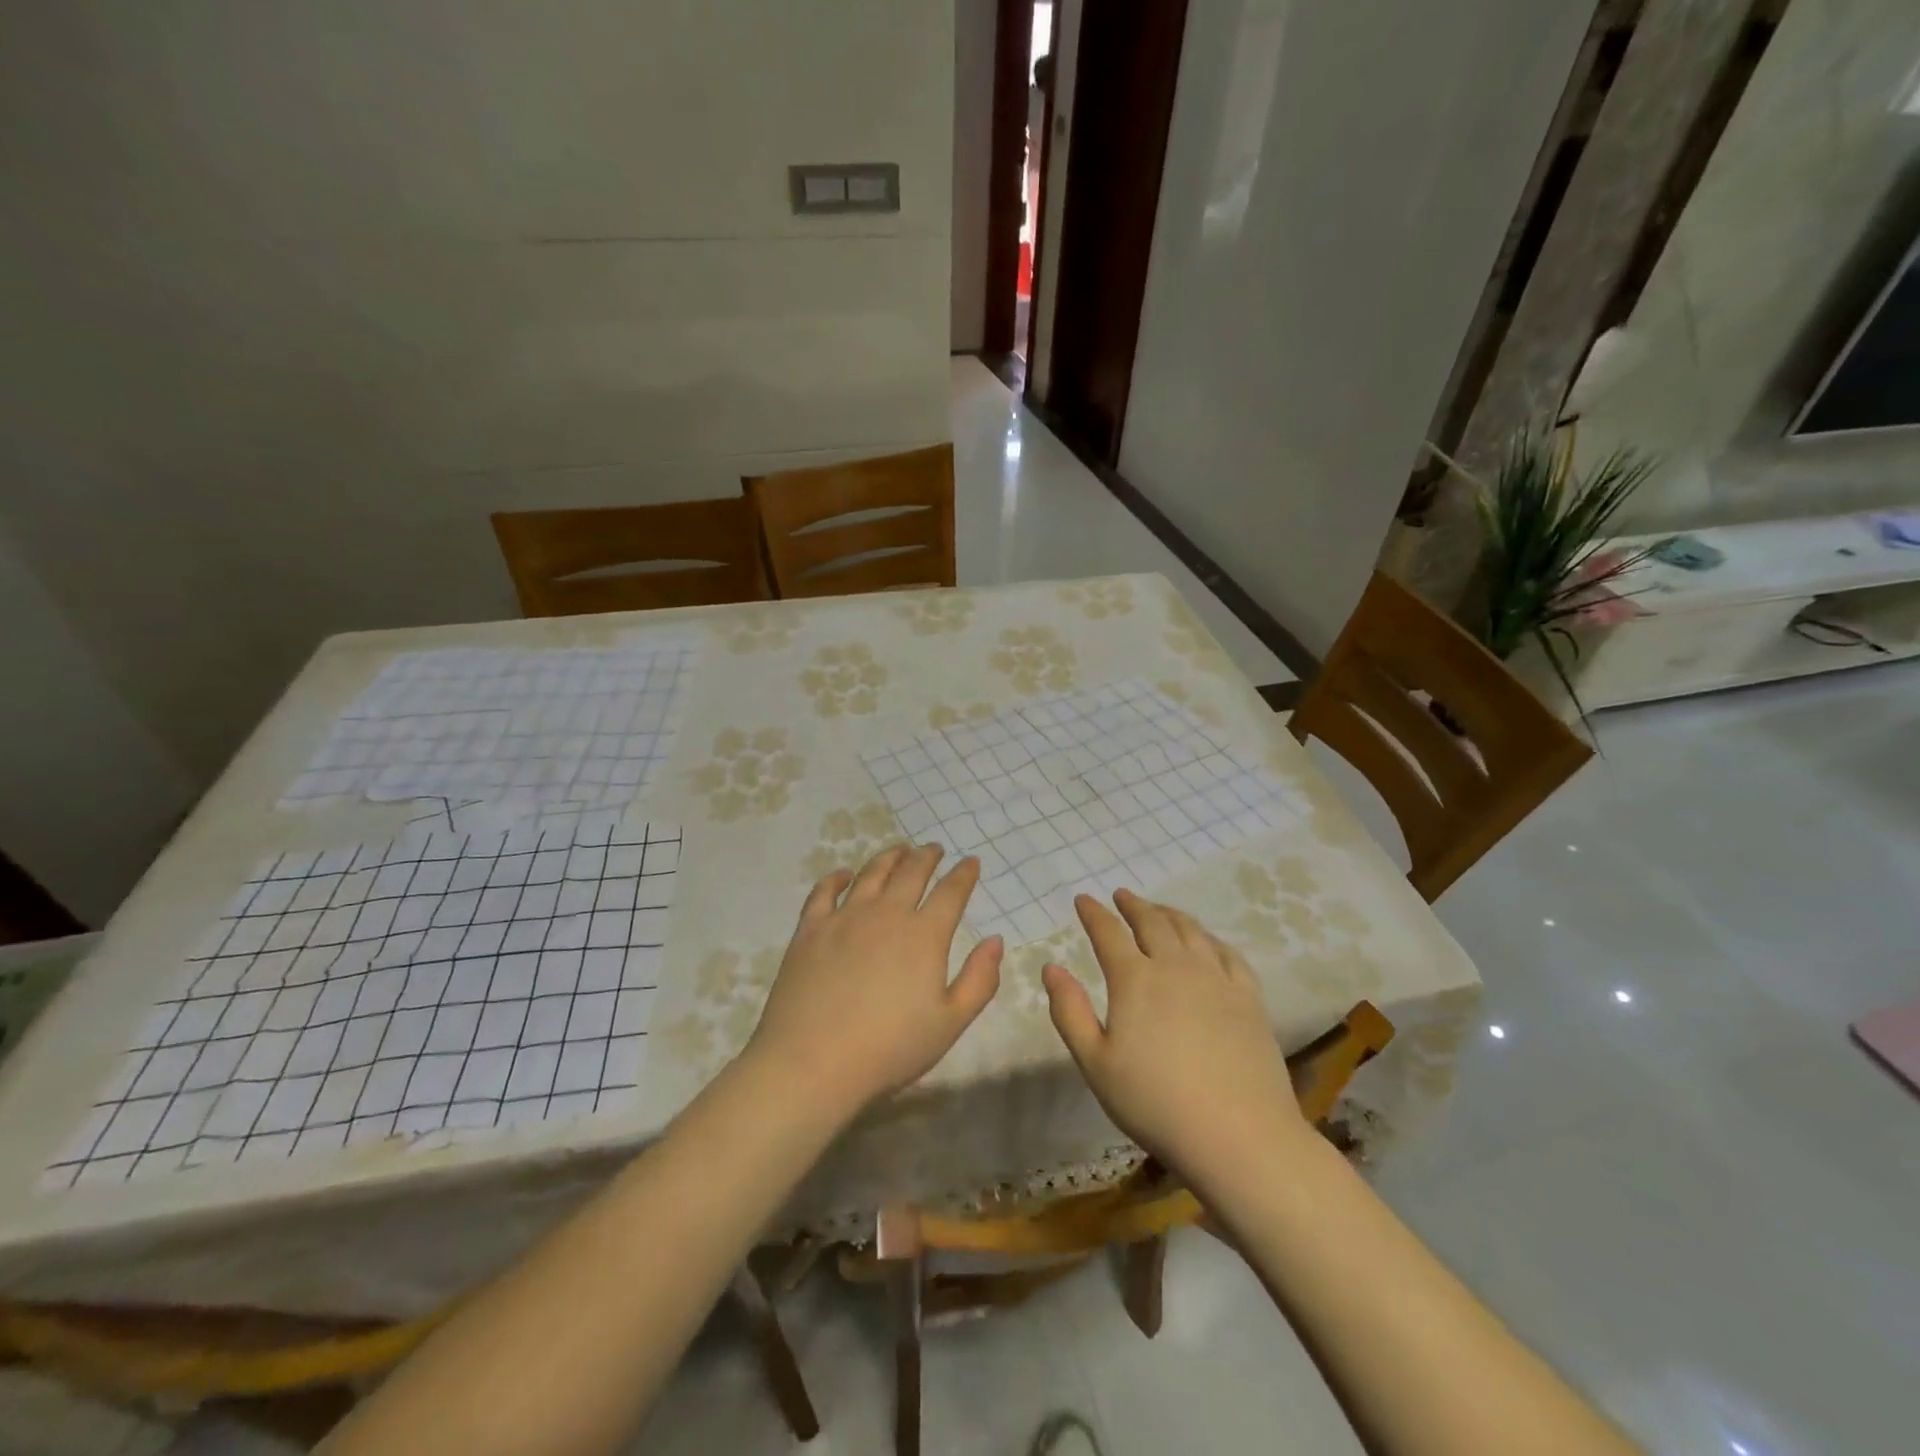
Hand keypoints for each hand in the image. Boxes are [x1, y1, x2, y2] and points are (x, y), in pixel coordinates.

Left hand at [746, 844, 1002, 1121]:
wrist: (813, 1062)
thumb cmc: (890, 1048)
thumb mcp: (950, 1023)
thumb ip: (979, 979)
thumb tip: (995, 941)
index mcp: (924, 935)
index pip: (951, 892)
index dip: (964, 874)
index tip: (971, 862)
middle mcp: (886, 914)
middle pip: (911, 872)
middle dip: (927, 856)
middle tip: (934, 849)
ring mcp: (844, 917)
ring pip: (871, 873)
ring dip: (889, 857)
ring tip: (898, 851)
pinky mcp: (810, 929)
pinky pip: (824, 891)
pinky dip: (837, 877)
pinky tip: (843, 875)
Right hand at [1043, 889, 1309, 1184]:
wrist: (1238, 1135)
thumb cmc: (1155, 1103)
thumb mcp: (1096, 1063)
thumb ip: (1069, 1011)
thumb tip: (1051, 968)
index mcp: (1134, 979)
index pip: (1108, 933)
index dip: (1093, 913)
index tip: (1083, 900)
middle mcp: (1175, 966)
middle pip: (1152, 922)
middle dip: (1133, 905)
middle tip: (1122, 895)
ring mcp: (1217, 978)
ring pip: (1190, 931)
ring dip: (1169, 914)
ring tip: (1159, 910)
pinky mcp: (1248, 997)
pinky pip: (1227, 953)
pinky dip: (1209, 938)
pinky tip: (1207, 942)